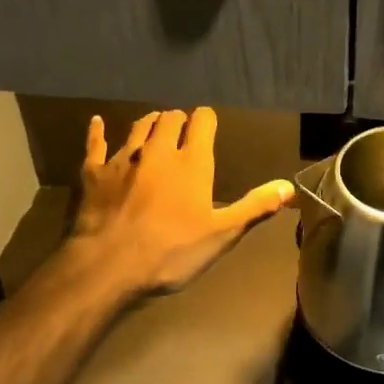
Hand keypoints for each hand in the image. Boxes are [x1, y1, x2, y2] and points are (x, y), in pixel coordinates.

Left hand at [68, 108, 294, 296]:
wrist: (110, 264)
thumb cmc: (172, 251)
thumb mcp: (222, 234)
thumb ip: (255, 207)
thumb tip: (289, 186)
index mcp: (192, 163)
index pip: (202, 123)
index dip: (206, 119)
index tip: (208, 122)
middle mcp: (158, 151)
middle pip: (169, 120)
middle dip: (178, 120)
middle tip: (182, 128)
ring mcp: (123, 159)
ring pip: (138, 128)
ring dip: (149, 123)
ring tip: (154, 125)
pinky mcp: (94, 173)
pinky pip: (96, 144)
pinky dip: (98, 132)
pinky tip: (97, 123)